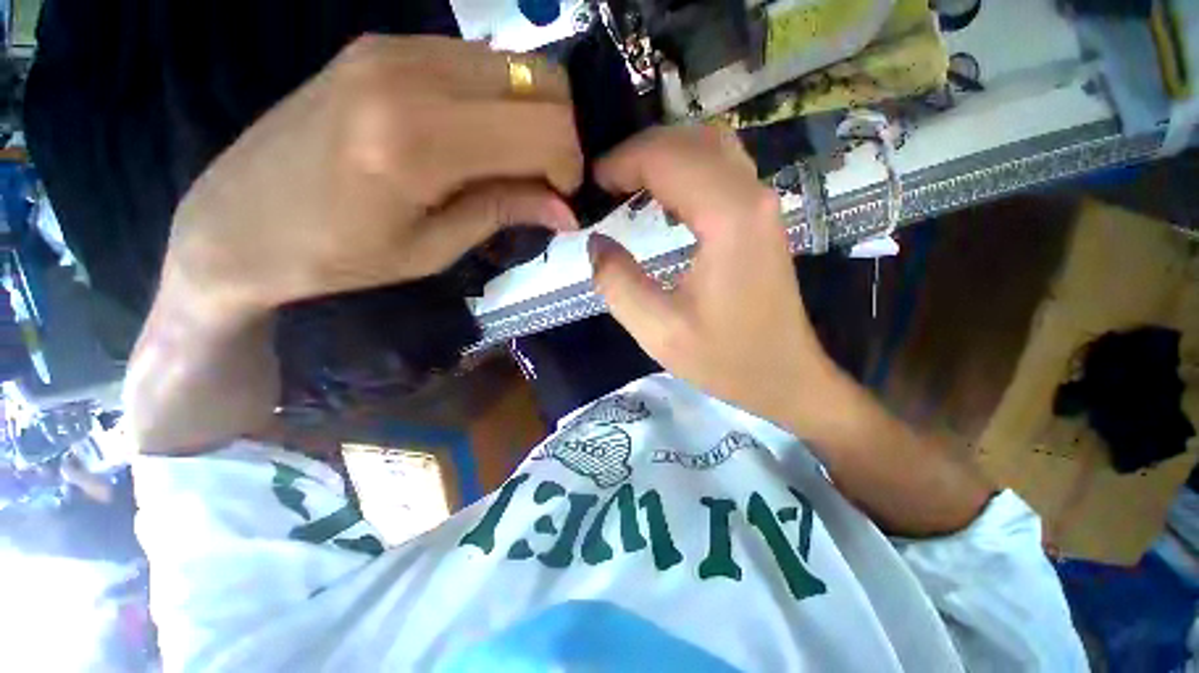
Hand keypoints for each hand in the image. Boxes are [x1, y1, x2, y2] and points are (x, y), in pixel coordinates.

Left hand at [167, 36, 581, 317]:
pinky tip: (478, 138)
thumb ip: (505, 212)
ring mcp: (394, 47)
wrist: (233, 222)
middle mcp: (411, 72)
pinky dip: (500, 101)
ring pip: (516, 66)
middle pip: (543, 81)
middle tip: (544, 182)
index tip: (561, 200)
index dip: (570, 166)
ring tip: (512, 164)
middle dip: (561, 137)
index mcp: (419, 139)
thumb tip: (568, 210)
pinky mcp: (382, 44)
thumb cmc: (335, 255)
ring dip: (532, 117)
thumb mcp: (433, 248)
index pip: (546, 127)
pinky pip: (477, 62)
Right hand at [588, 127, 846, 436]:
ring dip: (664, 156)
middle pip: (690, 140)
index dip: (622, 162)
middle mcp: (751, 195)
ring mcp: (762, 203)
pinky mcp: (761, 217)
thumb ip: (617, 283)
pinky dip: (685, 170)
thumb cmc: (725, 359)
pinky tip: (663, 199)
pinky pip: (721, 169)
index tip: (591, 184)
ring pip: (709, 146)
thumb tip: (596, 242)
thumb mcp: (658, 331)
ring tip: (627, 185)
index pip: (667, 158)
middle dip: (640, 152)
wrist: (785, 376)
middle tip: (605, 183)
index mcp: (727, 218)